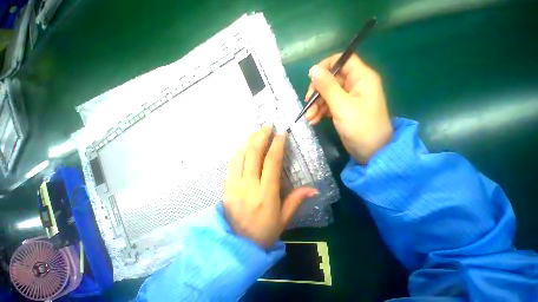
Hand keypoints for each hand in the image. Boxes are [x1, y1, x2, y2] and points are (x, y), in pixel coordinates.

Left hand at [223, 127, 317, 248]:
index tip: (281, 134)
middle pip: (254, 153)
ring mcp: (235, 184)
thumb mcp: (283, 219)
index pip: (272, 162)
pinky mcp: (226, 187)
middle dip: (261, 136)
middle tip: (267, 126)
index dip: (277, 145)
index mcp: (266, 193)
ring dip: (248, 140)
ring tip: (256, 132)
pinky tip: (243, 145)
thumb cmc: (263, 233)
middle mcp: (249, 185)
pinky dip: (238, 151)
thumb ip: (297, 200)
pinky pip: (232, 164)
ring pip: (241, 155)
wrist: (236, 246)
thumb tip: (314, 189)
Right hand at [305, 53, 392, 163]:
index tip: (312, 78)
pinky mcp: (343, 111)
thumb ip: (327, 87)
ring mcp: (348, 99)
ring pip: (327, 95)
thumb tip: (313, 70)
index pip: (343, 60)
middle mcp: (355, 86)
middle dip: (317, 92)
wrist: (370, 151)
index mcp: (361, 78)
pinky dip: (320, 113)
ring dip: (316, 105)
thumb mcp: (341, 105)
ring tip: (309, 118)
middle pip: (331, 80)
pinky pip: (328, 106)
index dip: (326, 66)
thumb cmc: (359, 126)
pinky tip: (313, 121)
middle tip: (307, 103)